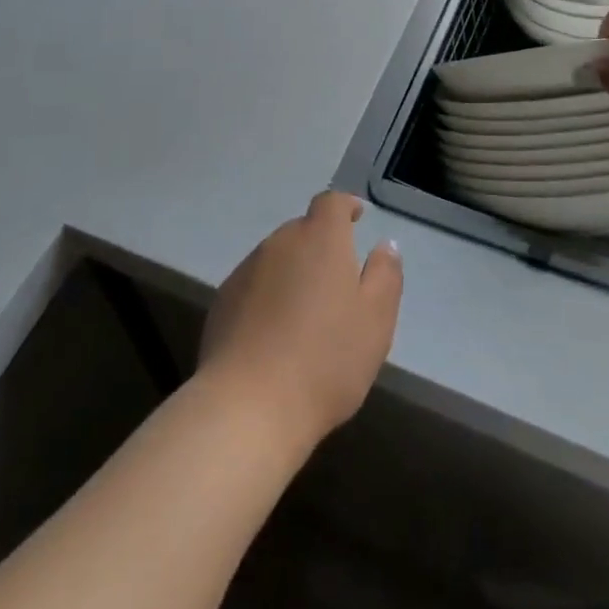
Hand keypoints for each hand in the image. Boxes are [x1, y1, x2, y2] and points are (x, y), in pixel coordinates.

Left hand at [197, 191, 402, 455]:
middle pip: (303, 230)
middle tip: (338, 281)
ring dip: (293, 272)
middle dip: (321, 246)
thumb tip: (386, 245)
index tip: (356, 217)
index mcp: (320, 239)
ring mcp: (246, 270)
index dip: (344, 206)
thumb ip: (385, 276)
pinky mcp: (222, 301)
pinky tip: (274, 335)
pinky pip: (254, 286)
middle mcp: (279, 243)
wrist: (249, 405)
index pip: (330, 203)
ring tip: (306, 313)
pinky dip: (268, 297)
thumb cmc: (326, 359)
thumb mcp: (375, 320)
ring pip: (277, 259)